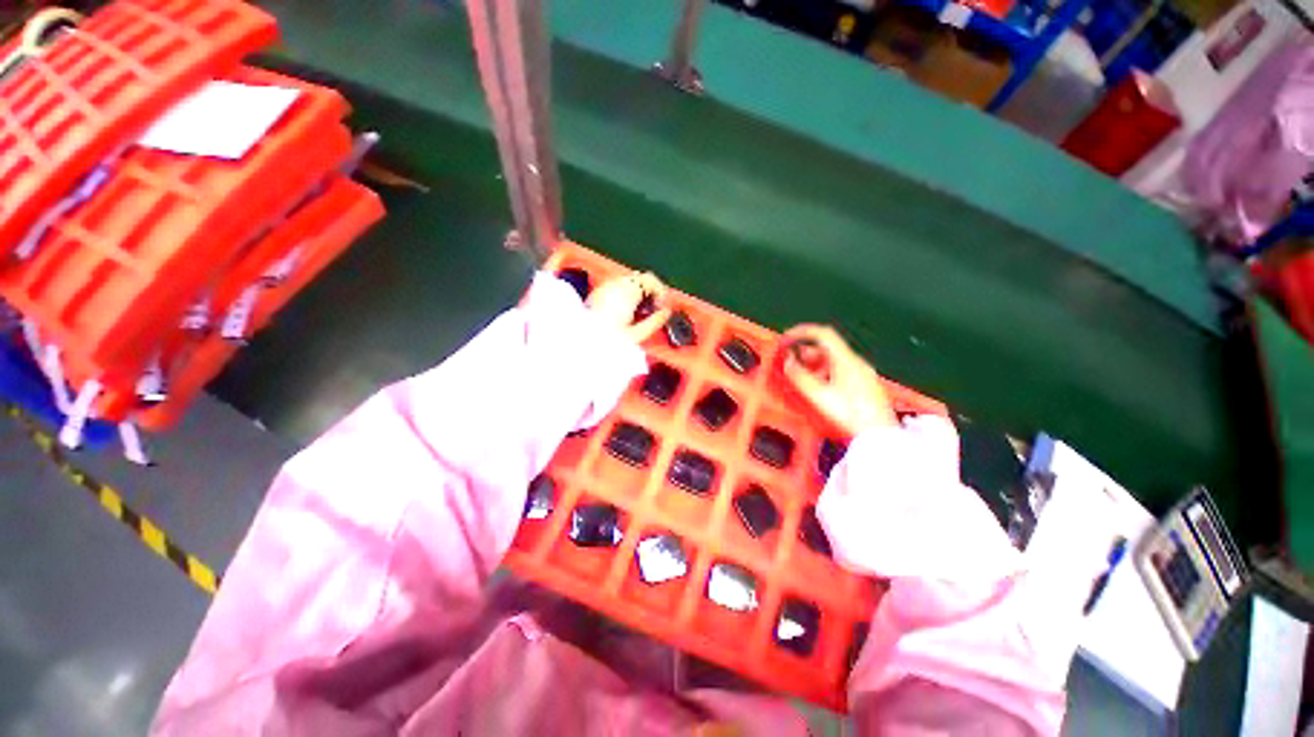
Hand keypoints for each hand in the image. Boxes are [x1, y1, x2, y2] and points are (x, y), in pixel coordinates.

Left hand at [587, 272, 671, 343]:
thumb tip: (665, 314)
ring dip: (639, 293)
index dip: (661, 292)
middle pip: (640, 279)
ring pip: (629, 282)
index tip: (662, 307)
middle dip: (651, 292)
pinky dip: (627, 295)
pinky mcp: (597, 293)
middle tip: (654, 311)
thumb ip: (655, 322)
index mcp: (628, 291)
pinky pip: (618, 287)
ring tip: (640, 314)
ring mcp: (605, 287)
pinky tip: (626, 312)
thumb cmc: (606, 339)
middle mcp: (616, 284)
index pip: (651, 280)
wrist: (579, 341)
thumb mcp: (636, 335)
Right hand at [782, 324, 896, 436]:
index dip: (802, 332)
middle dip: (805, 352)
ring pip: (834, 359)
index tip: (787, 339)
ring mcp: (862, 372)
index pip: (823, 334)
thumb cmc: (849, 415)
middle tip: (791, 362)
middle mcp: (856, 362)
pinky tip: (820, 387)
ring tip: (803, 377)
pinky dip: (825, 371)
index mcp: (846, 360)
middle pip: (827, 347)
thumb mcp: (819, 396)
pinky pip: (841, 369)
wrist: (878, 436)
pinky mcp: (865, 383)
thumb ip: (800, 376)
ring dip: (814, 363)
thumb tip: (788, 362)